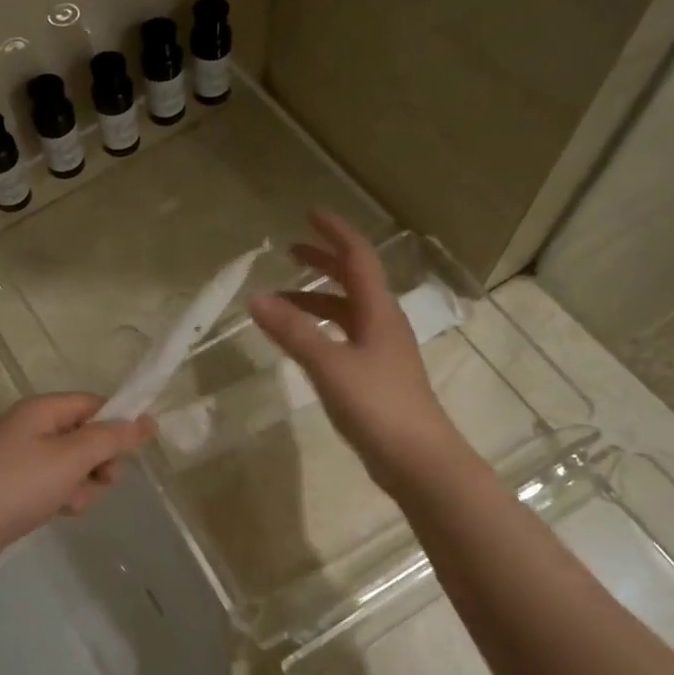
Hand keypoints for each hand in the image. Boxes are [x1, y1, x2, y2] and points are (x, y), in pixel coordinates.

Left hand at [0, 395, 154, 583]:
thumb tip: (146, 420)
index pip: (93, 403)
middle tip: (105, 480)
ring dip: (82, 482)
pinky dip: (61, 495)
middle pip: (84, 433)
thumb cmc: (19, 484)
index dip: (118, 422)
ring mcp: (19, 455)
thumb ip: (111, 438)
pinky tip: (59, 511)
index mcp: (42, 409)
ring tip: (72, 501)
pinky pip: (52, 482)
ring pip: (71, 463)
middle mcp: (30, 425)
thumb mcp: (72, 457)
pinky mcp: (13, 484)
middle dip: (99, 459)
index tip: (137, 450)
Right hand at [247, 210, 458, 493]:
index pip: (358, 257)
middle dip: (323, 261)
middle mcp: (383, 323)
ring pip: (347, 310)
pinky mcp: (376, 375)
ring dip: (316, 298)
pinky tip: (302, 341)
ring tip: (281, 299)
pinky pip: (344, 335)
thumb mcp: (329, 365)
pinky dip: (320, 327)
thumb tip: (255, 297)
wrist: (419, 460)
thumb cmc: (378, 405)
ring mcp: (381, 351)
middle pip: (353, 280)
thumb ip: (292, 331)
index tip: (310, 213)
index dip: (335, 232)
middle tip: (290, 250)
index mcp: (378, 311)